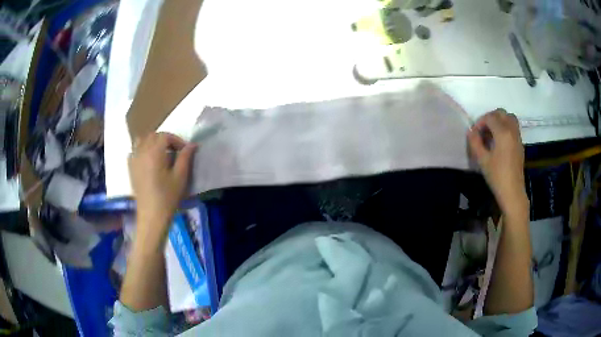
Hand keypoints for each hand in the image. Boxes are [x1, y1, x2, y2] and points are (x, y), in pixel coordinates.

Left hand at [128, 132, 196, 241]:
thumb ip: (185, 157)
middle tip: (175, 151)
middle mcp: (142, 152)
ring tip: (161, 153)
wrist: (152, 216)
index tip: (185, 150)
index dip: (177, 140)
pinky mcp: (131, 168)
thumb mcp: (180, 177)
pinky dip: (142, 150)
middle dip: (165, 139)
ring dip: (152, 142)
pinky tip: (148, 160)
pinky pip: (134, 151)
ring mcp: (134, 160)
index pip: (165, 136)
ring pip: (142, 141)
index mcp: (154, 152)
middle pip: (153, 136)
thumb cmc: (168, 197)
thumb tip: (192, 144)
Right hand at [467, 109, 528, 217]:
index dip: (480, 122)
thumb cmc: (497, 176)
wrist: (512, 192)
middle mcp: (512, 130)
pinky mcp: (520, 144)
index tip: (474, 133)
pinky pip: (513, 127)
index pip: (490, 117)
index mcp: (503, 132)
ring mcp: (517, 137)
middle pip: (501, 113)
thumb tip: (471, 132)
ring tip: (492, 133)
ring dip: (500, 120)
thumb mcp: (482, 160)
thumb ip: (475, 142)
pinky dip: (506, 127)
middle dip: (490, 117)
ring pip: (509, 118)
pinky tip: (499, 141)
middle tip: (483, 130)